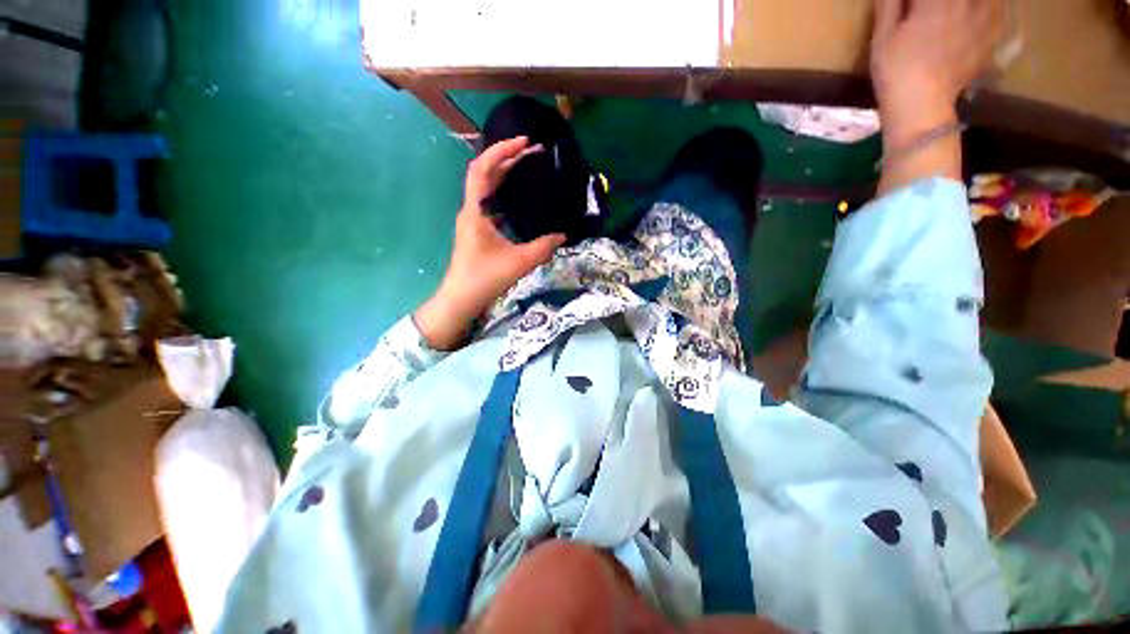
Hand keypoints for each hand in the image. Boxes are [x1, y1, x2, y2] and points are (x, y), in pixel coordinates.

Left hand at [415, 137, 566, 349]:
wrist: (462, 298)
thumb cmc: (485, 278)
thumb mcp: (519, 262)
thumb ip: (544, 247)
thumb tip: (563, 235)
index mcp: (476, 211)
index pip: (482, 169)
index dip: (501, 150)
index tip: (525, 143)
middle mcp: (471, 210)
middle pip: (484, 173)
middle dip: (507, 157)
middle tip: (533, 151)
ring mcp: (473, 219)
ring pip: (487, 187)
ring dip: (505, 173)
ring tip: (528, 166)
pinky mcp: (477, 229)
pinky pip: (490, 201)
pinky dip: (503, 191)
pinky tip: (520, 196)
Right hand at [870, 0, 1002, 191]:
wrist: (921, 107)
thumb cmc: (896, 72)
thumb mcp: (883, 38)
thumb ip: (889, 4)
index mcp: (936, 2)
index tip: (913, 3)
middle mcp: (964, 4)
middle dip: (941, 2)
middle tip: (935, 7)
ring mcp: (982, 20)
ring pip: (989, 0)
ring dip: (975, 3)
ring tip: (957, 9)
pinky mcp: (990, 37)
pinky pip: (999, 9)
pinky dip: (993, 6)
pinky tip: (986, 8)